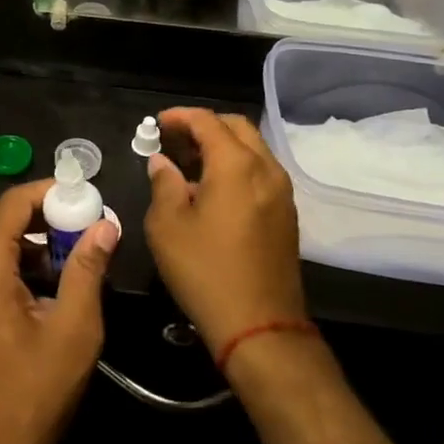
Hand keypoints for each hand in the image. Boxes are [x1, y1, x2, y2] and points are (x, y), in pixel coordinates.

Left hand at [0, 179, 119, 443]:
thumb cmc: (27, 398)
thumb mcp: (72, 332)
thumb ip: (87, 270)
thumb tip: (105, 225)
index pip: (12, 203)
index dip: (49, 192)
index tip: (84, 196)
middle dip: (41, 218)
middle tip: (83, 227)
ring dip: (27, 244)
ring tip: (69, 260)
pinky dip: (9, 266)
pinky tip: (40, 290)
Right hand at [144, 108, 306, 356]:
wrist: (260, 326)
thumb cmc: (206, 271)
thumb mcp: (167, 225)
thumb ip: (163, 183)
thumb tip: (162, 163)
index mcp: (236, 165)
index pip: (207, 121)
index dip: (179, 116)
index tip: (157, 124)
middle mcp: (266, 168)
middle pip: (236, 127)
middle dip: (204, 126)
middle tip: (174, 141)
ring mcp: (282, 192)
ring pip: (252, 149)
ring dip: (222, 146)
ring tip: (189, 164)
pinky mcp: (287, 214)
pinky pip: (261, 172)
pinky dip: (236, 166)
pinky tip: (213, 190)